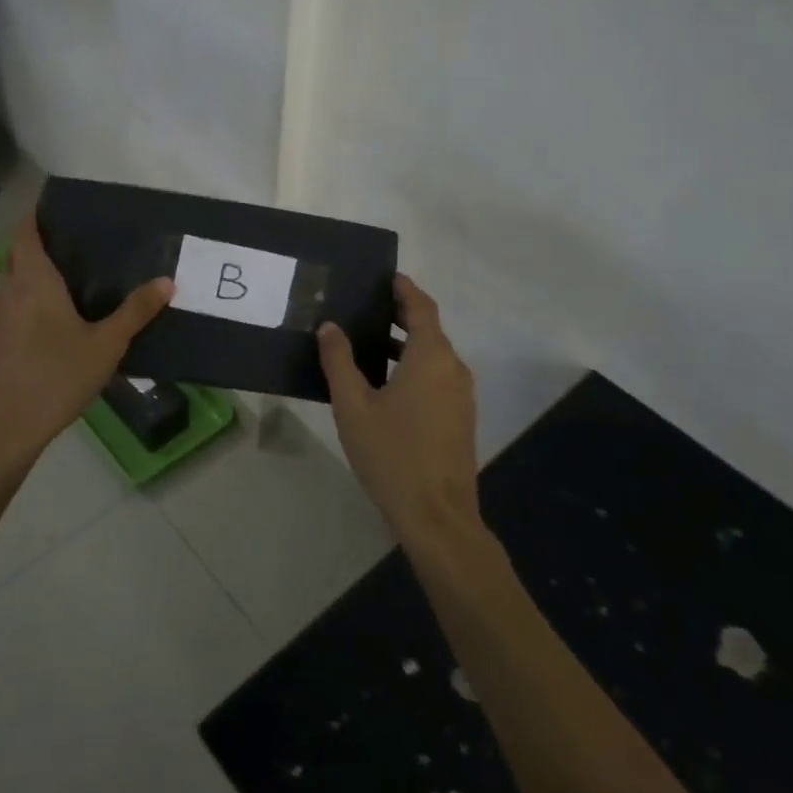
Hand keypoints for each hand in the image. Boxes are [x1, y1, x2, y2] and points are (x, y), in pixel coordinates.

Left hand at [0, 210, 172, 466]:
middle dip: (41, 249)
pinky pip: (9, 315)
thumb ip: (135, 312)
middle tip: (78, 250)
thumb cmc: (56, 377)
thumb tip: (166, 282)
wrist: (2, 429)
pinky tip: (50, 334)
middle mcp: (7, 292)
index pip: (25, 232)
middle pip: (19, 258)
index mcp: (33, 281)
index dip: (36, 216)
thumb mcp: (106, 345)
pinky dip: (27, 311)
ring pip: (12, 288)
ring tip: (69, 290)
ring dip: (34, 282)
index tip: (57, 209)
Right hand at [318, 273, 480, 545]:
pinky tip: (388, 385)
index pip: (422, 308)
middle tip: (368, 309)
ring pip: (435, 357)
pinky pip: (439, 378)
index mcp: (431, 357)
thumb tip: (330, 327)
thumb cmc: (391, 454)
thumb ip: (339, 361)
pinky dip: (416, 368)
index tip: (387, 277)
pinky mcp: (461, 419)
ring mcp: (462, 396)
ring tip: (370, 345)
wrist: (437, 516)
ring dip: (407, 345)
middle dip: (402, 316)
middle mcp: (454, 369)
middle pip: (430, 330)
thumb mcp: (353, 406)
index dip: (405, 290)